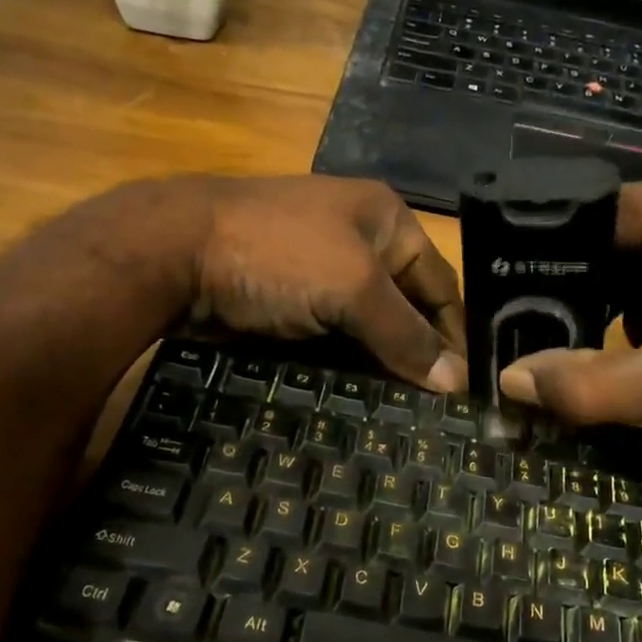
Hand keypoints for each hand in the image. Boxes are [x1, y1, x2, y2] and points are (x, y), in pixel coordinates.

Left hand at [94, 175, 466, 392]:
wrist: (174, 254)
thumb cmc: (279, 254)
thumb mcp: (354, 287)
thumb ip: (406, 334)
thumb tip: (455, 383)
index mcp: (386, 221)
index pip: (440, 284)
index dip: (455, 336)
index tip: (466, 391)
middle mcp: (359, 244)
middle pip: (406, 309)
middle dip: (420, 357)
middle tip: (439, 414)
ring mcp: (320, 276)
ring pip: (369, 330)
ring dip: (384, 369)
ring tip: (407, 419)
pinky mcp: (291, 307)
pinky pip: (334, 342)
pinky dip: (348, 369)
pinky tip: (362, 404)